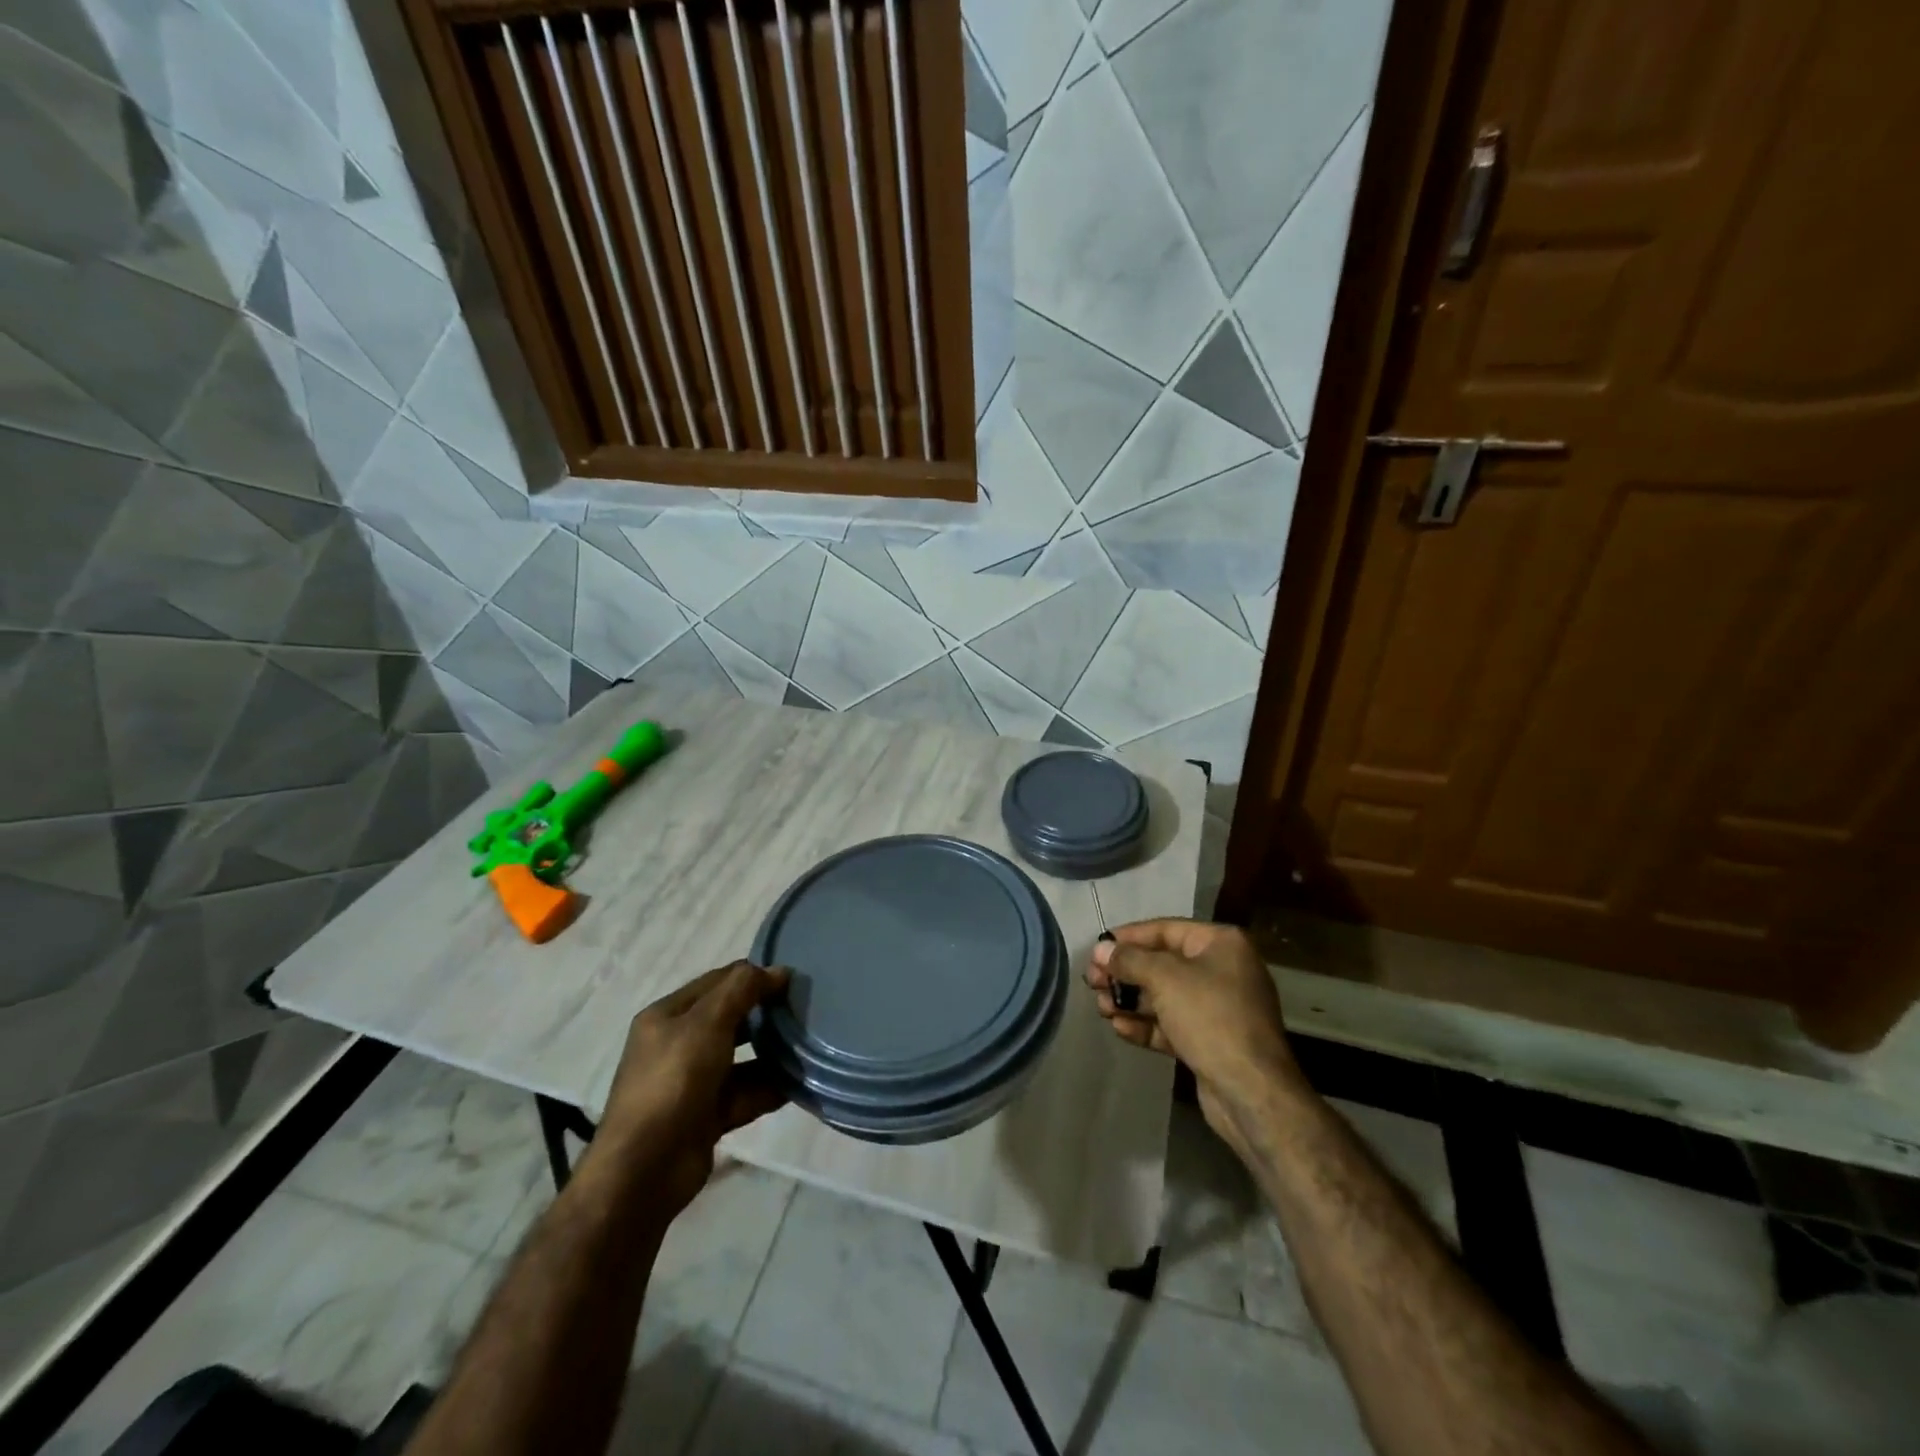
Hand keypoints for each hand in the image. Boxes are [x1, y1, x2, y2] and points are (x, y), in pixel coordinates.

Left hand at [590, 961, 790, 1215]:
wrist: (645, 1170)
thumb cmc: (673, 1081)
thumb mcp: (707, 1023)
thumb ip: (742, 989)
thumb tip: (778, 970)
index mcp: (668, 1016)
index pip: (717, 982)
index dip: (753, 976)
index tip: (793, 979)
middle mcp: (678, 1045)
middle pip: (731, 1018)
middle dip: (765, 1013)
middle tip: (806, 1008)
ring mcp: (693, 1082)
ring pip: (742, 1058)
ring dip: (773, 1052)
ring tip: (810, 1043)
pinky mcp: (708, 1116)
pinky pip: (746, 1092)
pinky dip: (771, 1086)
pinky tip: (801, 1081)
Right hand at [1087, 919, 1301, 1149]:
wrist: (1251, 1091)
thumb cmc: (1210, 1018)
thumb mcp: (1165, 979)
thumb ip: (1129, 960)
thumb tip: (1100, 948)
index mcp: (1222, 944)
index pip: (1165, 929)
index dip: (1128, 937)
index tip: (1096, 948)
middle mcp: (1222, 970)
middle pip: (1162, 963)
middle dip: (1125, 973)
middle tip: (1092, 981)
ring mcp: (1218, 1008)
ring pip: (1164, 996)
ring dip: (1130, 1000)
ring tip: (1101, 1007)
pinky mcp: (1210, 1041)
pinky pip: (1171, 1024)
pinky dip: (1146, 1024)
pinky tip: (1119, 1028)